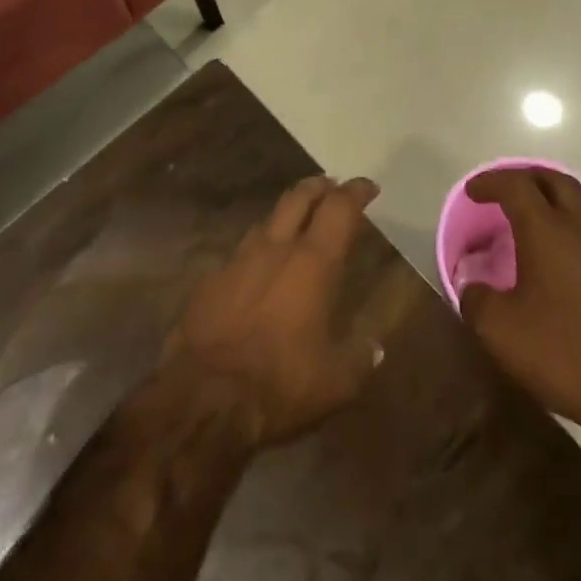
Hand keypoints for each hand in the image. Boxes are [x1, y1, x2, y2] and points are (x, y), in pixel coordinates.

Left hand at [162, 176, 382, 446]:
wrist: (205, 394)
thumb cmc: (280, 382)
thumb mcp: (336, 382)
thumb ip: (360, 358)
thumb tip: (375, 346)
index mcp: (314, 262)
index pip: (340, 208)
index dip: (356, 191)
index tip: (368, 186)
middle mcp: (277, 247)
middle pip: (299, 197)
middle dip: (319, 186)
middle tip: (331, 186)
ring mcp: (239, 259)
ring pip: (267, 220)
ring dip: (286, 215)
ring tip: (295, 223)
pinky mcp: (211, 279)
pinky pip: (239, 253)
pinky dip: (256, 253)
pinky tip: (256, 270)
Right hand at [458, 167, 580, 441]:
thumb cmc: (564, 352)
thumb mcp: (501, 331)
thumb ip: (476, 300)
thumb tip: (470, 284)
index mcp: (547, 231)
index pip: (516, 185)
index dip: (491, 182)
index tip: (473, 192)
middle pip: (556, 182)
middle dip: (529, 178)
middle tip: (507, 190)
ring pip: (580, 211)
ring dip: (554, 208)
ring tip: (532, 230)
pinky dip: (572, 240)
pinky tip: (561, 271)